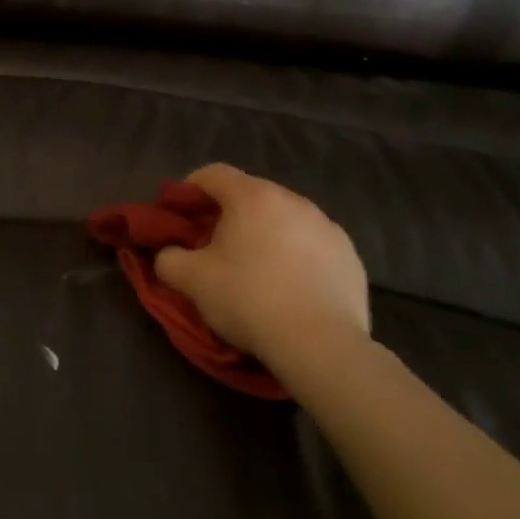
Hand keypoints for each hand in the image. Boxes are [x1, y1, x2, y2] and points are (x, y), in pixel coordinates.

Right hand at [154, 165, 370, 373]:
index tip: (179, 214)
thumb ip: (168, 258)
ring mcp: (328, 227)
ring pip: (284, 220)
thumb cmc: (248, 299)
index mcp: (253, 197)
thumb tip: (169, 254)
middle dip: (228, 214)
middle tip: (213, 245)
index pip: (213, 173)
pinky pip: (312, 246)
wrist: (320, 344)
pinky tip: (289, 287)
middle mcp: (293, 201)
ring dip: (265, 234)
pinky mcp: (350, 256)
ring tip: (254, 268)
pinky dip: (296, 256)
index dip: (189, 189)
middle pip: (251, 195)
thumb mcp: (191, 280)